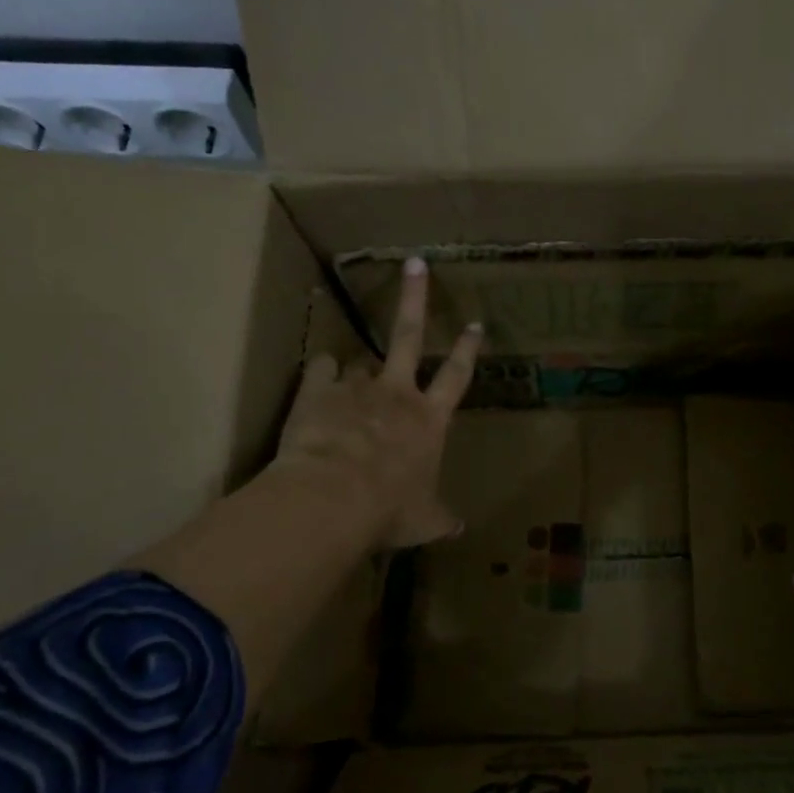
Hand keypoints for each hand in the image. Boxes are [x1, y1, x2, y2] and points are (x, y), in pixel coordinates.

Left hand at [267, 257, 482, 550]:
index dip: (467, 350)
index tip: (476, 324)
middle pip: (410, 335)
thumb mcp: (424, 520)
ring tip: (349, 375)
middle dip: (415, 297)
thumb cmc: (390, 509)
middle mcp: (397, 394)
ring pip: (360, 361)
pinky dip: (320, 374)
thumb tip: (458, 528)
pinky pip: (320, 370)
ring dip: (358, 368)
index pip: (457, 377)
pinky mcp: (318, 390)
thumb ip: (441, 518)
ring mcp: (356, 387)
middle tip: (415, 264)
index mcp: (429, 420)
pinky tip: (317, 381)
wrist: (334, 498)